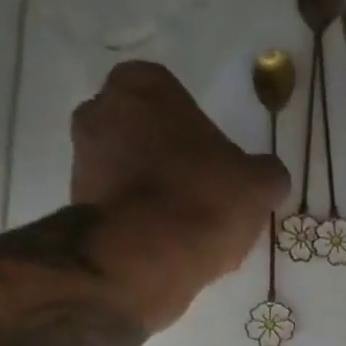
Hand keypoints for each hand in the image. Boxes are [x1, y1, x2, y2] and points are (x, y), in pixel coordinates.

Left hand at [70, 61, 289, 327]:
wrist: (144, 260)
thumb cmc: (202, 203)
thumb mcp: (258, 186)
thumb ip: (267, 173)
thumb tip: (268, 177)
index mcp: (142, 85)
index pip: (175, 99)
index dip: (200, 136)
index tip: (218, 168)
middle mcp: (100, 109)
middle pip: (147, 134)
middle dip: (170, 160)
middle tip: (203, 198)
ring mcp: (82, 159)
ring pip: (130, 172)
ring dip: (154, 194)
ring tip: (186, 232)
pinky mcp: (77, 206)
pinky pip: (119, 209)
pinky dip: (139, 224)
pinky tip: (165, 249)